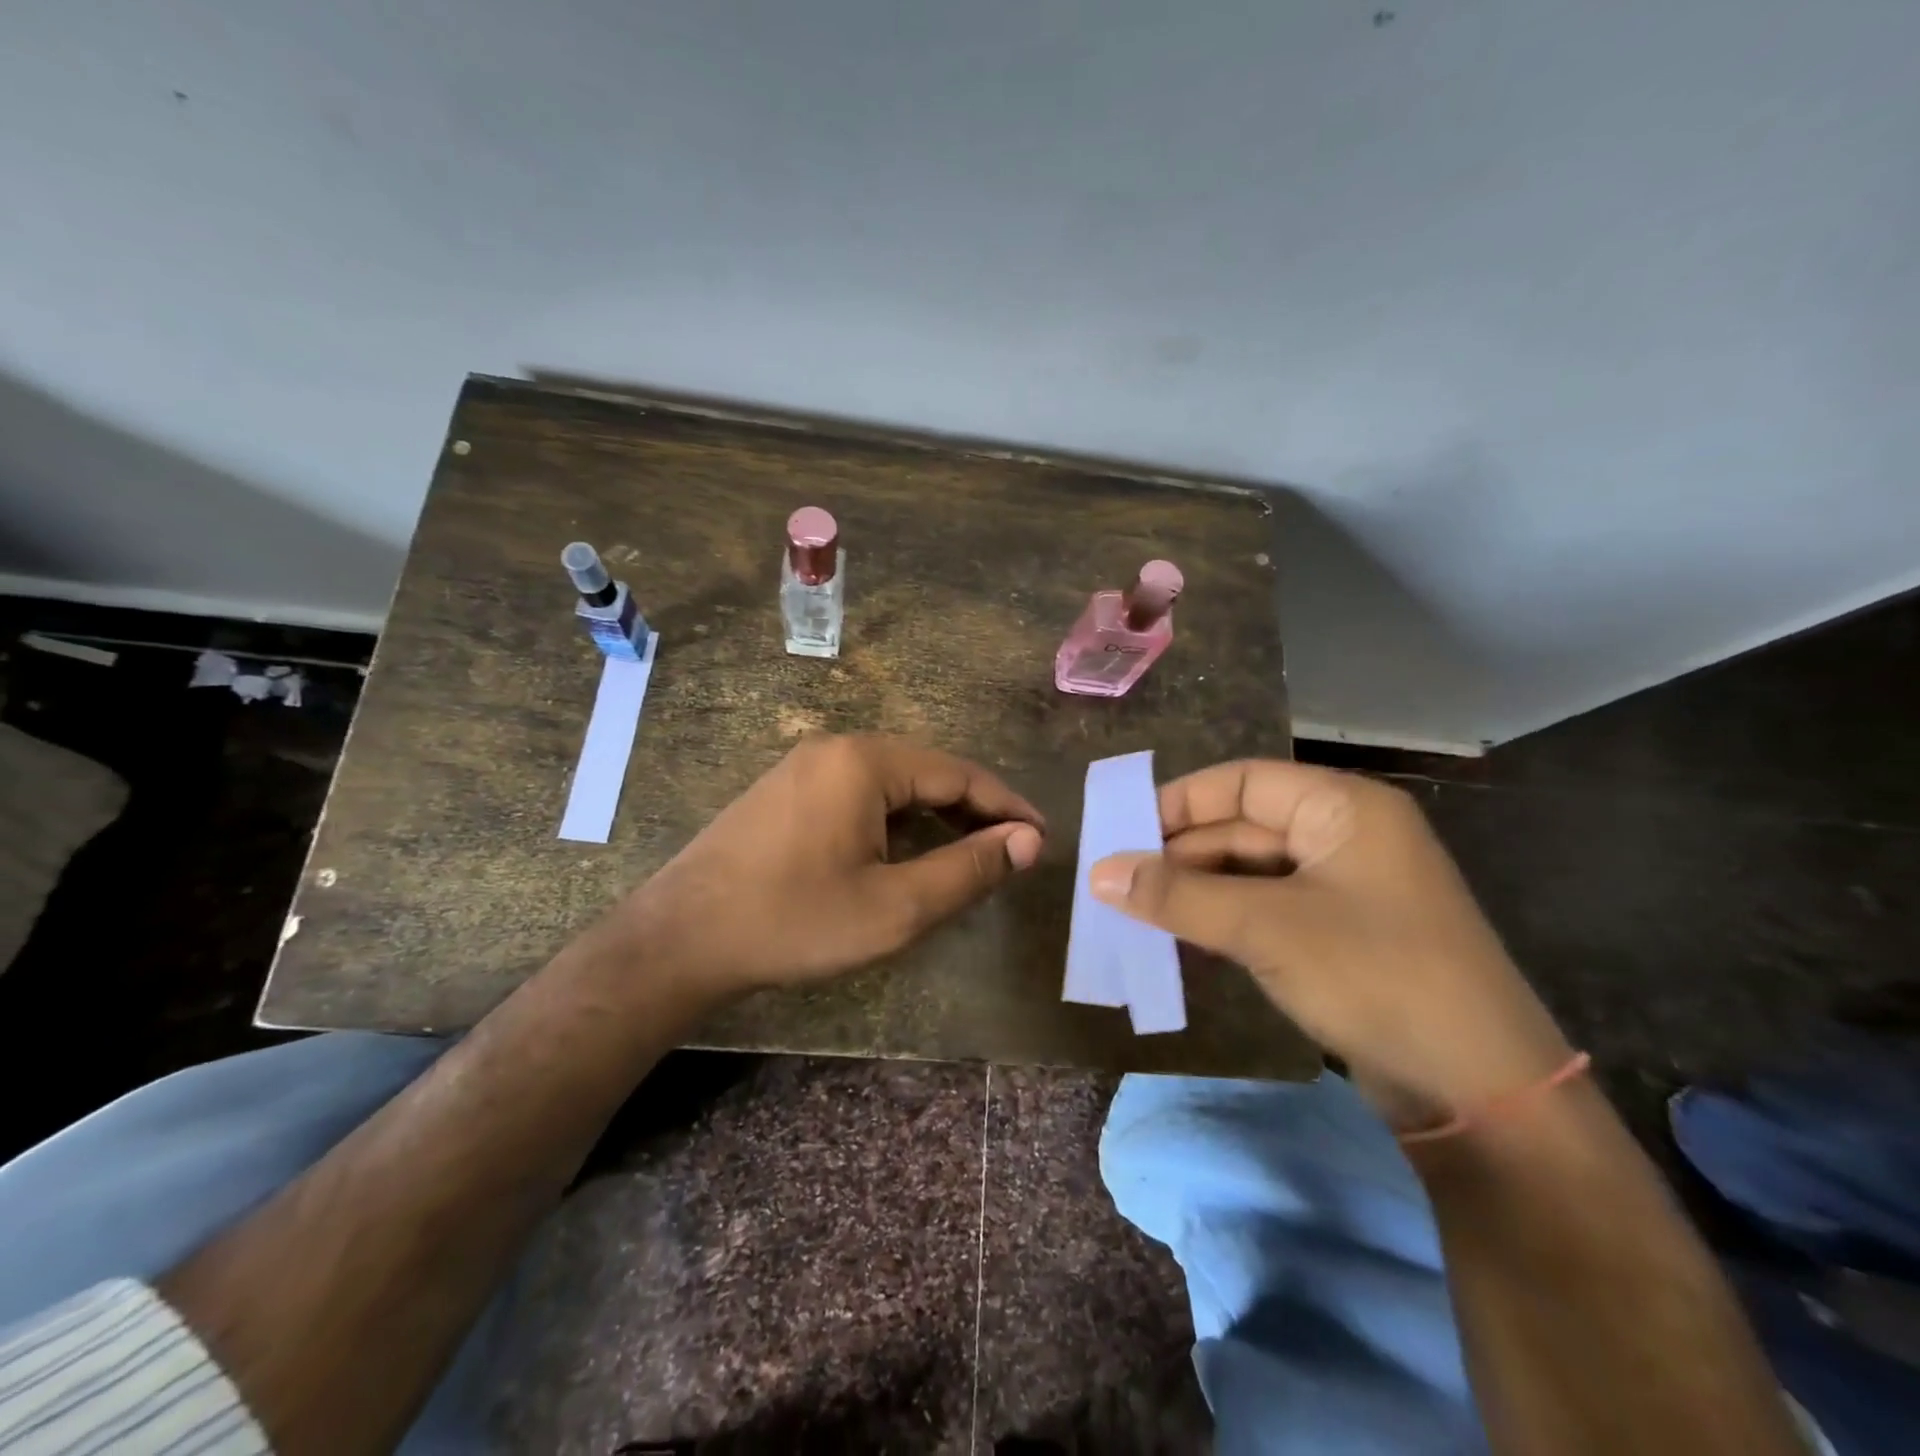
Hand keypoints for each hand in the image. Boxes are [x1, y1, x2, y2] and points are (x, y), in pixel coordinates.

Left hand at [613, 734, 1043, 995]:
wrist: (680, 938)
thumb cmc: (795, 922)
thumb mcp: (895, 906)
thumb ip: (968, 870)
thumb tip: (1029, 841)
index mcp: (867, 761)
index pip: (960, 774)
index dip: (1007, 806)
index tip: (1042, 839)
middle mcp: (837, 747)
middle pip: (927, 772)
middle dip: (975, 810)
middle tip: (1012, 851)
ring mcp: (805, 766)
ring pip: (893, 783)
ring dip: (936, 815)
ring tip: (971, 853)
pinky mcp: (786, 790)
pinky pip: (860, 793)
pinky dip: (896, 818)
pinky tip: (907, 850)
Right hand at [1090, 760, 1570, 1129]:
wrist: (1481, 1094)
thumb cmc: (1375, 977)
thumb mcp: (1266, 927)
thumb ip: (1178, 895)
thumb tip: (1100, 872)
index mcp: (1342, 808)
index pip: (1242, 781)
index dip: (1179, 802)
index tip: (1123, 833)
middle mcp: (1344, 836)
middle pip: (1242, 827)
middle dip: (1180, 854)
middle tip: (1116, 882)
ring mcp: (1344, 889)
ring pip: (1249, 872)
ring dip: (1195, 891)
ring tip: (1134, 910)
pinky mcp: (1339, 936)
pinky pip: (1264, 910)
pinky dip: (1221, 919)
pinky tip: (1179, 938)